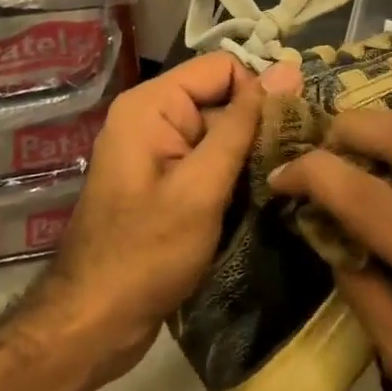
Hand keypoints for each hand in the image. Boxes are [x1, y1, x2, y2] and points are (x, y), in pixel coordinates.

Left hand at [45, 53, 262, 382]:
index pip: (224, 67)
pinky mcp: (166, 181)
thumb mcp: (201, 186)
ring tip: (284, 182)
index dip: (259, 94)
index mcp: (152, 104)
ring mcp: (158, 151)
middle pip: (222, 98)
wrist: (94, 323)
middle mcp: (152, 116)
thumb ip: (244, 126)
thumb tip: (288, 69)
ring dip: (251, 154)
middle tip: (297, 164)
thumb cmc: (146, 254)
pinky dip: (234, 174)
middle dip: (259, 126)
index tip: (291, 132)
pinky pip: (209, 160)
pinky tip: (260, 198)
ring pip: (221, 132)